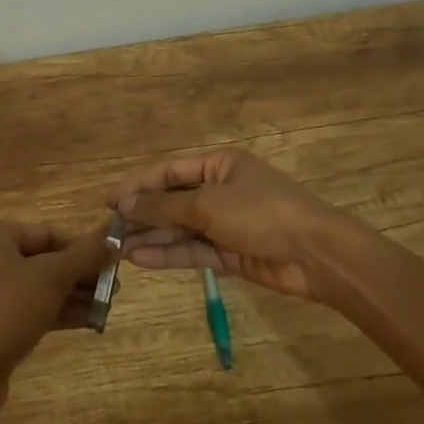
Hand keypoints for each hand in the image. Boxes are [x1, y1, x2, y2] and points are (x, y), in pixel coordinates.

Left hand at [0, 220, 111, 411]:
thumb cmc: (5, 312)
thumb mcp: (51, 278)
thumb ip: (85, 255)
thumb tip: (113, 238)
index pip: (48, 233)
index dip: (83, 247)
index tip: (112, 261)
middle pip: (44, 259)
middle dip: (80, 275)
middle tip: (114, 288)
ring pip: (38, 287)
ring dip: (73, 295)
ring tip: (107, 306)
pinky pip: (28, 308)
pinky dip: (56, 312)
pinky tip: (88, 321)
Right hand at [109, 149, 364, 299]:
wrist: (315, 254)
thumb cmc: (261, 213)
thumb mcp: (209, 204)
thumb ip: (164, 206)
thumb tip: (125, 204)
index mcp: (219, 165)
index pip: (170, 172)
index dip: (138, 185)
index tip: (108, 200)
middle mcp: (220, 190)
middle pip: (173, 200)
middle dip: (143, 214)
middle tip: (109, 229)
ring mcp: (226, 223)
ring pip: (181, 228)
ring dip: (152, 237)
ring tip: (118, 248)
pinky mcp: (230, 254)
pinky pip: (193, 250)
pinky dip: (169, 254)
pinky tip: (141, 258)